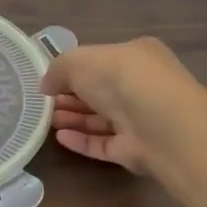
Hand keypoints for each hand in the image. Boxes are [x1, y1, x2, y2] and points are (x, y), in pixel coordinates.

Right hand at [41, 38, 204, 176]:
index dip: (74, 70)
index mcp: (137, 56)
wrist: (162, 125)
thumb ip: (59, 69)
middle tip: (43, 103)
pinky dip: (83, 141)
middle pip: (100, 92)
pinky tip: (60, 138)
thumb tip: (46, 85)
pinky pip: (105, 144)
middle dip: (70, 96)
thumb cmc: (122, 79)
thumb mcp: (80, 60)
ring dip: (73, 118)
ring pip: (101, 119)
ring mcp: (142, 120)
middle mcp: (142, 86)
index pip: (102, 60)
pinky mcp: (137, 150)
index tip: (49, 80)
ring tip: (46, 121)